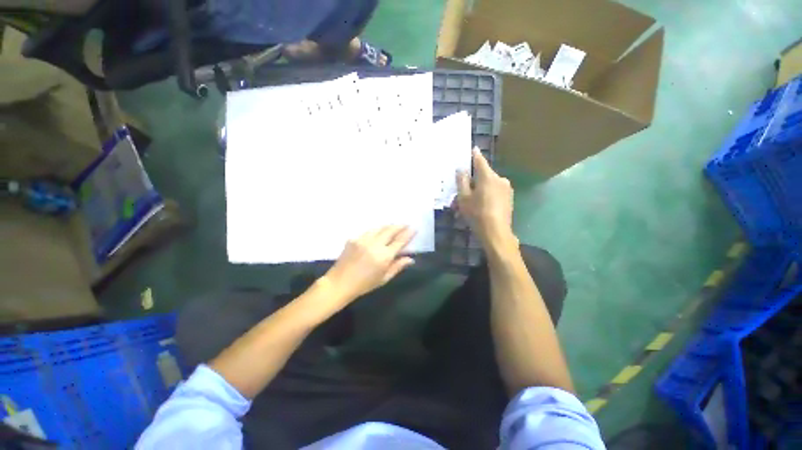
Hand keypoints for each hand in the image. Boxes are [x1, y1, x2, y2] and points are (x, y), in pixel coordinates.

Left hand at [322, 225, 415, 302]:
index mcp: (384, 256)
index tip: (414, 228)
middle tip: (405, 224)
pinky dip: (376, 230)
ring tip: (394, 226)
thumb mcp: (384, 278)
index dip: (408, 234)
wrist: (339, 283)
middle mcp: (374, 245)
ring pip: (379, 228)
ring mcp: (363, 240)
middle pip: (390, 230)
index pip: (399, 241)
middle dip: (399, 226)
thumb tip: (410, 259)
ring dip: (388, 226)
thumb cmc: (364, 284)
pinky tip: (378, 231)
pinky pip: (369, 231)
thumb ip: (398, 266)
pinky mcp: (354, 238)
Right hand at [456, 148, 515, 246]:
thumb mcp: (464, 198)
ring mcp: (506, 189)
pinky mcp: (509, 199)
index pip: (480, 161)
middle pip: (482, 176)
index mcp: (488, 176)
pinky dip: (485, 197)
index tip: (473, 148)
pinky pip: (494, 193)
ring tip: (466, 206)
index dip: (474, 155)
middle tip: (459, 195)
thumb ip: (462, 181)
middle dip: (470, 184)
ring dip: (476, 193)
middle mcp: (500, 179)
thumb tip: (461, 170)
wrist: (496, 233)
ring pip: (487, 186)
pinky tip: (477, 209)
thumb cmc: (477, 214)